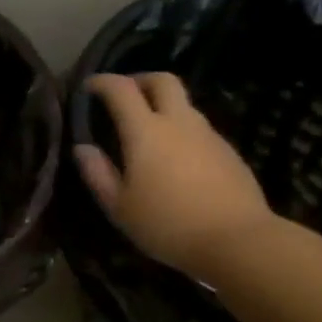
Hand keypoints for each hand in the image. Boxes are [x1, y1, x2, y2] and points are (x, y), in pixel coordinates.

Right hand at [75, 72, 274, 281]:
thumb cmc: (169, 225)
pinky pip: (200, 130)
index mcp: (146, 131)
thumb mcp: (120, 208)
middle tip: (126, 96)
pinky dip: (183, 132)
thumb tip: (82, 148)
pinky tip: (179, 161)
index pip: (121, 89)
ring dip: (164, 107)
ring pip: (184, 105)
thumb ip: (98, 174)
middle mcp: (179, 122)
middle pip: (162, 80)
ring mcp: (208, 135)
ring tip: (150, 133)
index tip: (89, 87)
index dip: (102, 81)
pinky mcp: (229, 152)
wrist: (239, 242)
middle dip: (140, 79)